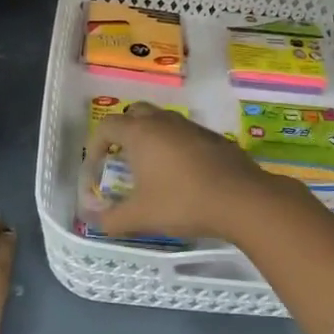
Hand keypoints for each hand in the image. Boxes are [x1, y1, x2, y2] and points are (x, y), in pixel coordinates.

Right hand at [91, 103, 283, 243]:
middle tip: (121, 158)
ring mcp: (192, 127)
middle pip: (135, 113)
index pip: (107, 126)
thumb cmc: (182, 202)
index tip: (95, 168)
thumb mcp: (140, 217)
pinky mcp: (214, 138)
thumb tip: (92, 220)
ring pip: (163, 121)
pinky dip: (175, 146)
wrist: (241, 199)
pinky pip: (185, 134)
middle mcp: (165, 122)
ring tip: (150, 168)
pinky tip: (182, 174)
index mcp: (141, 133)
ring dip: (151, 138)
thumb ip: (111, 219)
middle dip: (123, 131)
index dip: (95, 146)